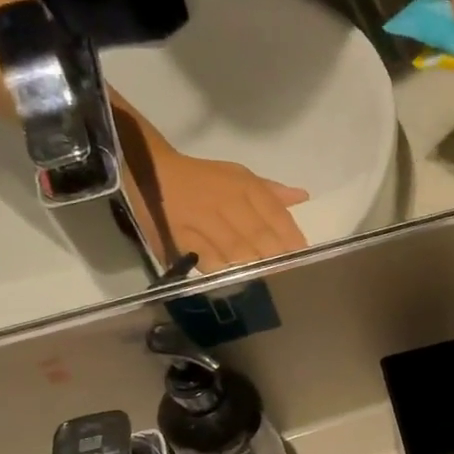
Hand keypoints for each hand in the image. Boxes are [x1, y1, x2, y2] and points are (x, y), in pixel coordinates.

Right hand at [112, 101, 307, 273]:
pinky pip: (207, 261)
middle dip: (277, 259)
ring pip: (237, 252)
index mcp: (244, 186)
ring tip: (268, 282)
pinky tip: (235, 279)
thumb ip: (271, 193)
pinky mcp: (180, 238)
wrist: (149, 171)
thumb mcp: (239, 176)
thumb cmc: (202, 178)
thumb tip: (303, 197)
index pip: (277, 215)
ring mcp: (202, 221)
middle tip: (290, 277)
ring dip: (255, 268)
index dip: (293, 240)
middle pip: (260, 238)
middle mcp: (226, 202)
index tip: (304, 258)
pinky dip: (224, 271)